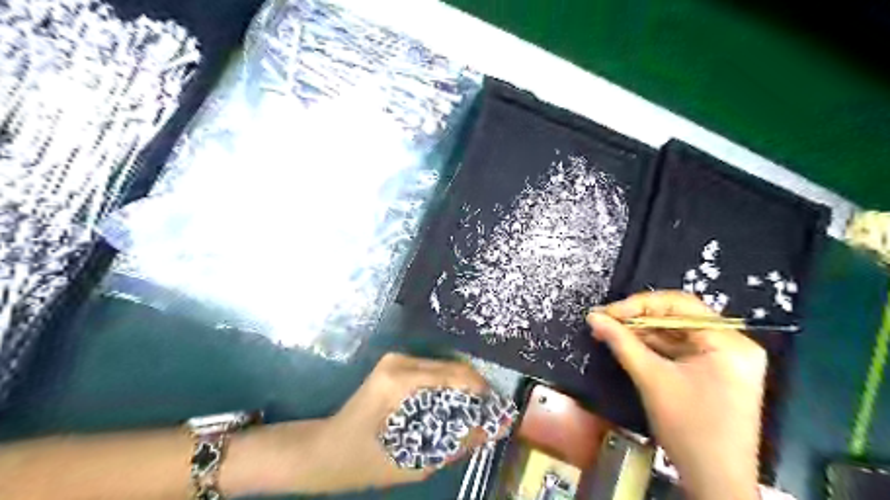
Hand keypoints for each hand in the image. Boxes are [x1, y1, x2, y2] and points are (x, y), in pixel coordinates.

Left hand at [303, 354, 494, 493]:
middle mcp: (400, 361)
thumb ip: (455, 443)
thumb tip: (492, 430)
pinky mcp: (394, 364)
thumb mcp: (413, 461)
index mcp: (400, 379)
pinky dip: (447, 387)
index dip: (481, 391)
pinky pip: (432, 371)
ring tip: (474, 414)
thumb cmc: (362, 460)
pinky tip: (452, 407)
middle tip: (489, 415)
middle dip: (474, 390)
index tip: (498, 411)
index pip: (454, 375)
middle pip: (452, 367)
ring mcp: (396, 359)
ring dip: (461, 389)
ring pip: (444, 367)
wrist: (324, 450)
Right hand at [589, 290, 768, 498]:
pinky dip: (656, 347)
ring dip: (644, 333)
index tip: (606, 312)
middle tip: (605, 322)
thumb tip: (593, 316)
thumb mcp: (651, 379)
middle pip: (679, 317)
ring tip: (611, 333)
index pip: (679, 304)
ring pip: (678, 333)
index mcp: (728, 342)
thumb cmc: (688, 429)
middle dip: (639, 319)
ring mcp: (727, 359)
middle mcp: (734, 343)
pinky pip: (682, 349)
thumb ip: (621, 342)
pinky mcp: (718, 372)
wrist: (716, 482)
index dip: (638, 304)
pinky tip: (630, 346)